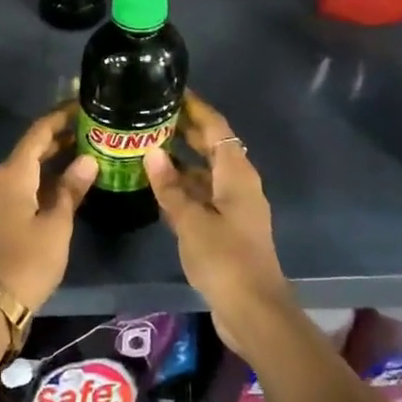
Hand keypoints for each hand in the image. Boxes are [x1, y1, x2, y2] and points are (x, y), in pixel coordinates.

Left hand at [0, 107, 97, 312]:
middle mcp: (4, 179)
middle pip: (32, 148)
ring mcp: (1, 199)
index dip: (60, 117)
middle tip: (91, 127)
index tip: (83, 106)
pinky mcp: (4, 216)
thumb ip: (71, 189)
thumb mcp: (57, 224)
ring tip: (87, 150)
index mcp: (14, 174)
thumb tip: (88, 159)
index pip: (38, 132)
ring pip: (30, 167)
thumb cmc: (29, 259)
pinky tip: (70, 183)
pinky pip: (28, 185)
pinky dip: (48, 178)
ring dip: (55, 158)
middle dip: (60, 136)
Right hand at [144, 94, 295, 363]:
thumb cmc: (224, 258)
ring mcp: (234, 207)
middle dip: (186, 130)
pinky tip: (158, 187)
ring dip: (181, 160)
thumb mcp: (191, 220)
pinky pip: (203, 195)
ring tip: (147, 146)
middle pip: (213, 147)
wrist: (253, 311)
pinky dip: (184, 186)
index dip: (196, 107)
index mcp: (236, 174)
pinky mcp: (227, 228)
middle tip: (151, 115)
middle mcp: (238, 184)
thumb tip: (152, 151)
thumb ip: (170, 186)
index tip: (172, 90)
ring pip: (206, 172)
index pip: (216, 127)